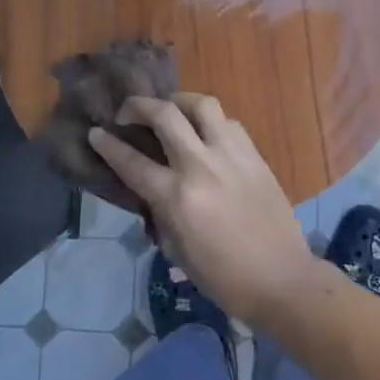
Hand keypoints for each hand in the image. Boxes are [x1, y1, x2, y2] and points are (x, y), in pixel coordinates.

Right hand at [89, 93, 315, 328]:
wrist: (282, 279)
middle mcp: (201, 166)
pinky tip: (206, 134)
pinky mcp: (255, 155)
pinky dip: (210, 121)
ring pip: (202, 105)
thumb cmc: (224, 277)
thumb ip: (161, 211)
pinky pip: (228, 122)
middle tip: (128, 112)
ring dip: (179, 101)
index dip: (109, 144)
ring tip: (170, 110)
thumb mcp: (178, 250)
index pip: (132, 161)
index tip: (96, 132)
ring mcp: (232, 155)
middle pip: (165, 115)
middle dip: (139, 106)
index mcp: (177, 197)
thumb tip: (151, 188)